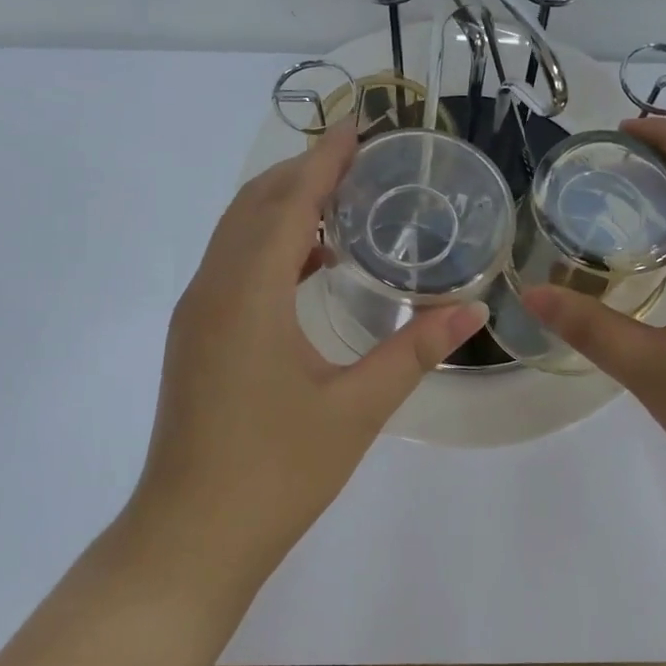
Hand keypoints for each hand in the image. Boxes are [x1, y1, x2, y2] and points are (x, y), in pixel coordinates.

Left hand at [125, 126, 487, 603]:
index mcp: (247, 295)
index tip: (358, 127)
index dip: (323, 160)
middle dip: (302, 171)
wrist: (190, 537)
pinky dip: (269, 243)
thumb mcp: (356, 408)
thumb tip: (474, 312)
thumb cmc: (275, 472)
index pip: (287, 202)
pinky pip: (232, 264)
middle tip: (359, 157)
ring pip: (237, 233)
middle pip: (255, 205)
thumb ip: (414, 351)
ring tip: (340, 197)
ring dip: (283, 205)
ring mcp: (197, 314)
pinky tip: (310, 261)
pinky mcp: (196, 338)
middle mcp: (213, 290)